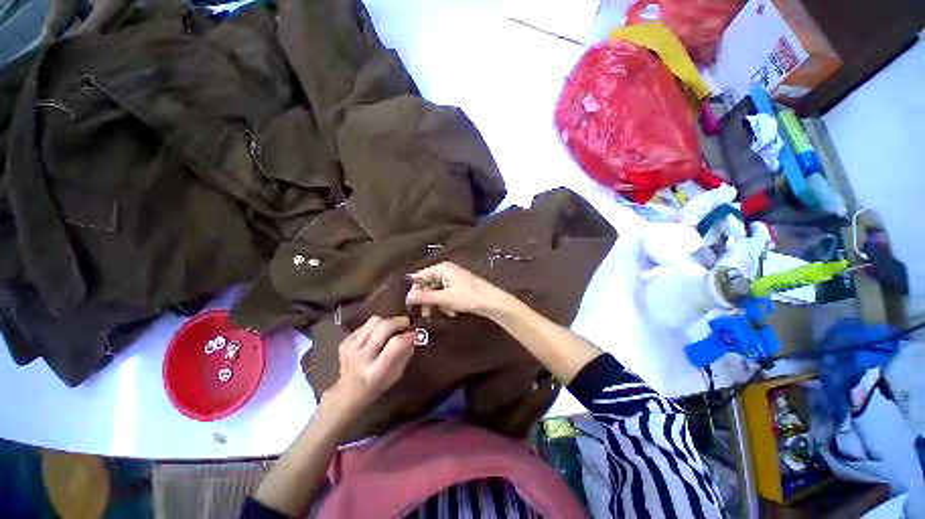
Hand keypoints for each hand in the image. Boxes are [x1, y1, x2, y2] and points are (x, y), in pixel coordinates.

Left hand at [322, 316, 415, 415]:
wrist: (347, 392)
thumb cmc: (377, 385)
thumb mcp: (396, 375)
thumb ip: (405, 354)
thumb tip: (414, 336)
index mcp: (377, 370)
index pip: (396, 344)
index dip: (408, 335)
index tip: (416, 333)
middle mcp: (362, 357)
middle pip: (384, 327)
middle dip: (399, 321)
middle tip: (407, 323)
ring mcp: (351, 348)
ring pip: (374, 321)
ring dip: (388, 321)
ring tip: (393, 327)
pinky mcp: (345, 341)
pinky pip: (365, 325)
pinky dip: (375, 326)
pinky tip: (378, 334)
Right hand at [405, 262, 506, 318]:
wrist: (492, 302)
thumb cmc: (469, 297)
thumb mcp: (445, 298)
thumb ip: (425, 297)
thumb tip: (407, 296)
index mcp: (442, 268)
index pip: (420, 276)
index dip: (415, 290)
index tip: (412, 305)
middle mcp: (446, 270)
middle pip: (429, 284)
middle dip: (428, 300)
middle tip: (426, 314)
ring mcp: (453, 278)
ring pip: (437, 291)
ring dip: (438, 304)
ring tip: (445, 313)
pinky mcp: (459, 286)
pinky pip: (446, 294)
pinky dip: (447, 303)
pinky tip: (452, 312)